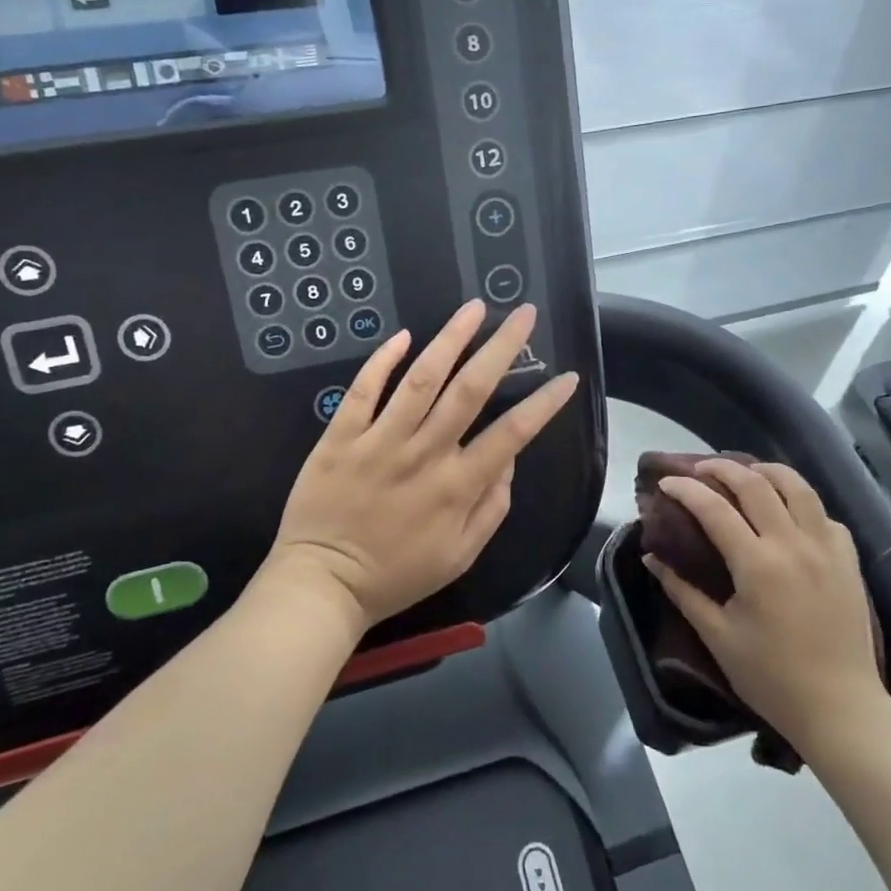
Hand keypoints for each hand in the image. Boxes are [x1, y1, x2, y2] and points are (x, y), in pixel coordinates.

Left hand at [267, 300, 579, 632]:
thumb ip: (491, 507)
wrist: (322, 584)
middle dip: (502, 347)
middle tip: (524, 313)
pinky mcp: (341, 437)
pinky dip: (382, 361)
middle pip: (470, 390)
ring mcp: (379, 442)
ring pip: (421, 379)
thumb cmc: (397, 574)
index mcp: (457, 486)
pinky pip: (362, 391)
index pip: (512, 434)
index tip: (567, 376)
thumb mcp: (460, 555)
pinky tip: (404, 335)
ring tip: (474, 307)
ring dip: (451, 338)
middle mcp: (424, 454)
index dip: (544, 403)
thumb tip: (509, 460)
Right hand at [644, 459, 889, 747]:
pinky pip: (824, 515)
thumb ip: (682, 592)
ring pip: (798, 487)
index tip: (665, 482)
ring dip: (767, 471)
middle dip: (722, 468)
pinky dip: (802, 503)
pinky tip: (789, 513)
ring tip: (747, 472)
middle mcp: (793, 544)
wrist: (842, 709)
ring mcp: (827, 549)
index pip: (714, 508)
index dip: (685, 489)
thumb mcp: (718, 637)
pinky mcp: (849, 560)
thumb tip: (651, 558)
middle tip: (700, 469)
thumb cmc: (772, 678)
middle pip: (755, 484)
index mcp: (757, 564)